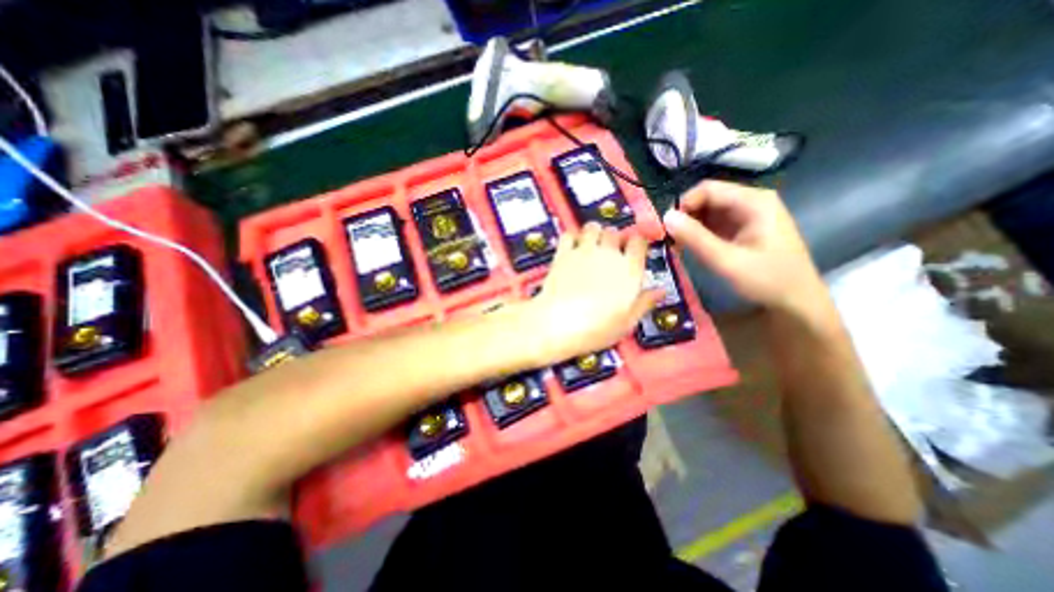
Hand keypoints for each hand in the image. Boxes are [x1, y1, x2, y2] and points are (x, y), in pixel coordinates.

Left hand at [522, 221, 660, 363]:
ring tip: (592, 246)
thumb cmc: (596, 328)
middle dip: (614, 239)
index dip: (637, 243)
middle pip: (615, 232)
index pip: (639, 242)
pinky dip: (572, 238)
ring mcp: (584, 251)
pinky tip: (572, 249)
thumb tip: (661, 291)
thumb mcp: (627, 321)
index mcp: (628, 269)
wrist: (560, 324)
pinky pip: (569, 235)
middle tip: (611, 252)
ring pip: (593, 227)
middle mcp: (608, 254)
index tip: (634, 250)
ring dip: (594, 233)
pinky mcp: (563, 254)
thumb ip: (644, 302)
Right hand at [662, 184, 827, 316]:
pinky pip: (714, 223)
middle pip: (707, 199)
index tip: (666, 228)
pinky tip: (691, 249)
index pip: (708, 189)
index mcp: (753, 202)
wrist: (797, 301)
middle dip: (686, 217)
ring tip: (678, 247)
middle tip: (670, 241)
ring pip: (708, 212)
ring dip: (690, 227)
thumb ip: (695, 238)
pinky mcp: (743, 228)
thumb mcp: (726, 261)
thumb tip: (665, 217)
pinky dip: (699, 234)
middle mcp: (751, 202)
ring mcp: (748, 215)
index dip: (683, 205)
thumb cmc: (767, 280)